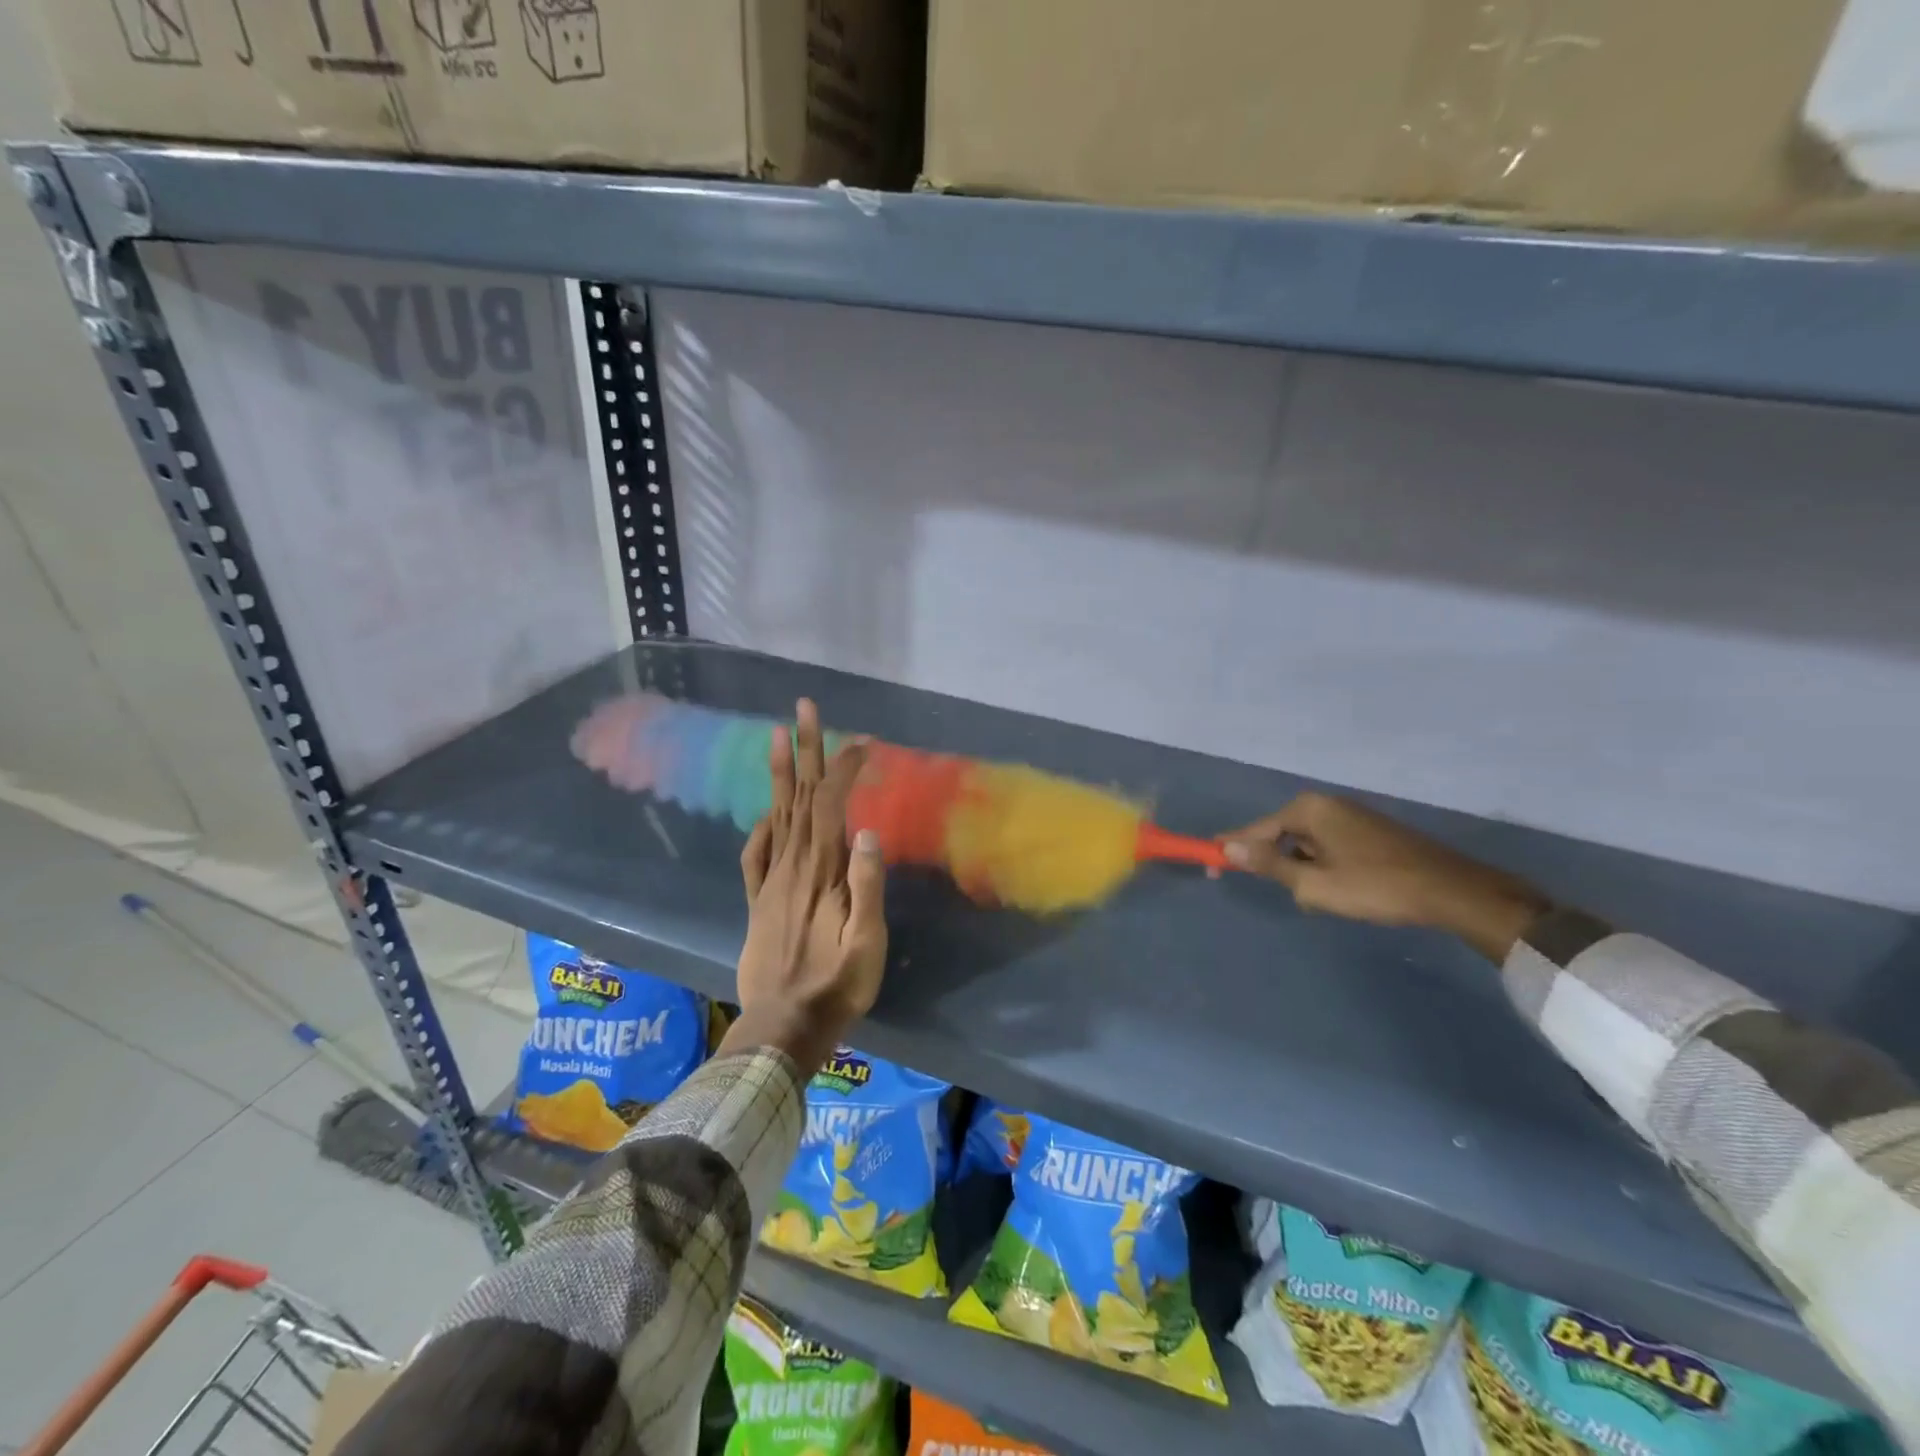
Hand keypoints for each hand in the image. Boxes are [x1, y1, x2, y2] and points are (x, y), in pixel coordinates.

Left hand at [723, 699, 886, 1072]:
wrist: (780, 1028)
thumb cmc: (835, 987)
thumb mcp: (866, 943)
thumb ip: (866, 886)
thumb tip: (866, 831)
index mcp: (820, 871)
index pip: (831, 803)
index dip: (844, 768)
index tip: (863, 741)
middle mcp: (792, 865)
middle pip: (798, 796)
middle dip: (805, 749)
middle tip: (803, 706)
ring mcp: (770, 882)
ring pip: (776, 814)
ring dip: (779, 773)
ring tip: (776, 734)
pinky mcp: (757, 901)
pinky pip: (755, 853)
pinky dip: (761, 825)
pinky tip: (766, 812)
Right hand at [1221, 793, 1548, 962]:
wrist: (1451, 890)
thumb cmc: (1375, 886)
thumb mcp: (1314, 883)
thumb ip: (1268, 865)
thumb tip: (1227, 849)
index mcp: (1307, 809)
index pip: (1254, 830)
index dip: (1230, 849)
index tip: (1209, 866)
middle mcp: (1325, 804)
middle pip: (1280, 835)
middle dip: (1277, 865)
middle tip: (1284, 893)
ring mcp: (1350, 815)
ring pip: (1306, 845)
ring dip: (1305, 871)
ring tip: (1325, 899)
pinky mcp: (1369, 830)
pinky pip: (1328, 847)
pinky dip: (1325, 867)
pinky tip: (1345, 891)